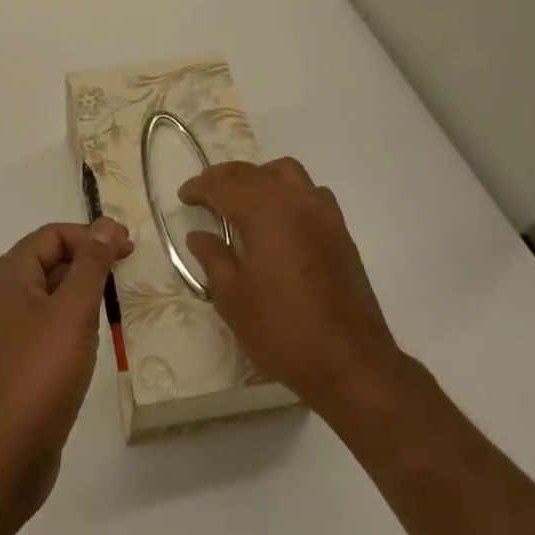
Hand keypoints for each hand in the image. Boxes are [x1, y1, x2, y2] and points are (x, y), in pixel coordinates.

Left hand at [0, 218, 131, 528]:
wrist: (7, 453)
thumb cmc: (41, 372)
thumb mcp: (73, 311)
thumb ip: (91, 264)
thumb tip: (106, 225)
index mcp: (8, 275)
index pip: (53, 235)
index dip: (92, 235)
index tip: (129, 247)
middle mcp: (1, 294)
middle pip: (50, 259)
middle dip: (89, 260)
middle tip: (129, 269)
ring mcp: (6, 328)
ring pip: (51, 292)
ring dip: (84, 289)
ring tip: (119, 300)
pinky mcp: (16, 357)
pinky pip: (48, 321)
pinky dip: (73, 317)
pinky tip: (96, 333)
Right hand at [179, 158, 403, 413]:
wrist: (350, 362)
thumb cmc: (282, 330)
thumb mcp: (233, 298)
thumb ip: (213, 258)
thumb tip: (199, 234)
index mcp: (264, 212)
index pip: (223, 185)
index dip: (200, 187)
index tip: (184, 196)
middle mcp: (294, 201)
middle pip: (252, 172)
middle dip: (224, 178)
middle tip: (205, 195)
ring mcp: (322, 213)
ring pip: (286, 173)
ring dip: (259, 177)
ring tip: (243, 200)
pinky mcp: (340, 231)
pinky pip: (310, 192)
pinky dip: (288, 192)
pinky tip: (281, 218)